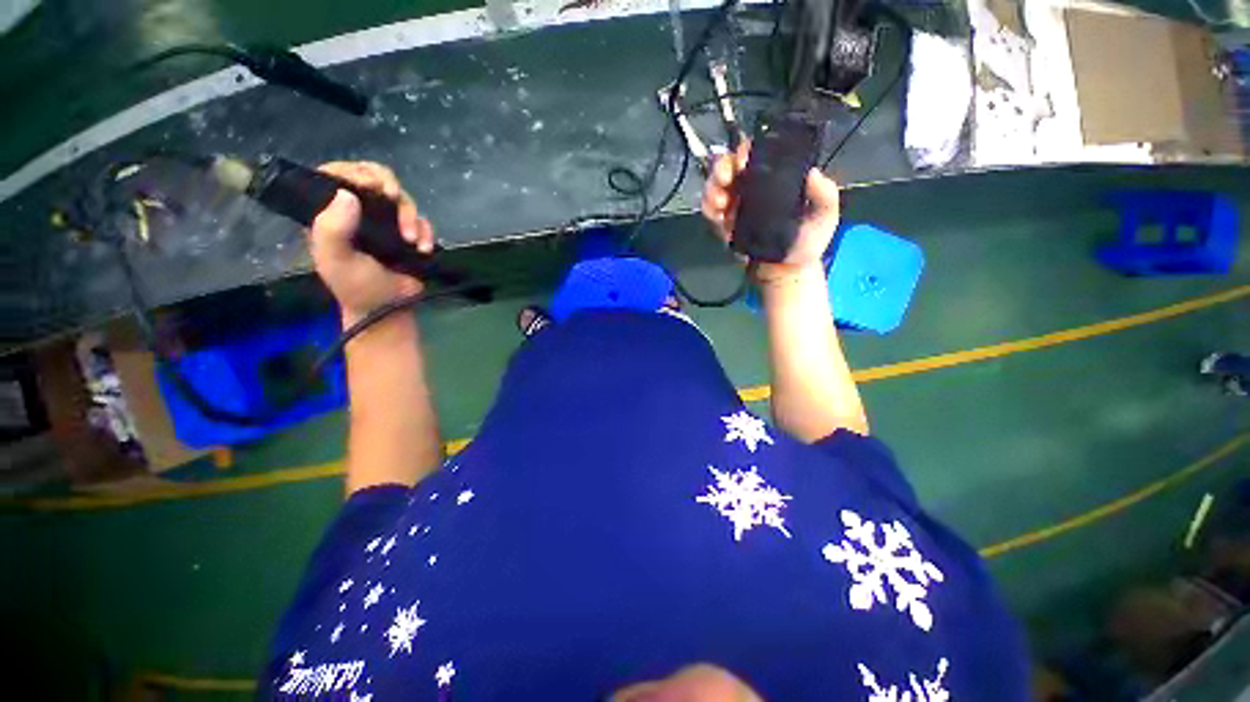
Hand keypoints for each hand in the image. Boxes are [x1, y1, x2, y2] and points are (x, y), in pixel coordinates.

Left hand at [309, 161, 434, 323]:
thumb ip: (332, 228)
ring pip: (402, 199)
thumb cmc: (357, 286)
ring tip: (412, 240)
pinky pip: (422, 220)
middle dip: (388, 187)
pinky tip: (423, 249)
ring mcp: (386, 222)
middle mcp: (358, 212)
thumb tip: (347, 194)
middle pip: (375, 179)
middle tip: (393, 196)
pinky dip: (426, 231)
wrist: (390, 308)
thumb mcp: (336, 259)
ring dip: (410, 215)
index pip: (337, 175)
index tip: (370, 186)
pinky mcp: (410, 233)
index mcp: (331, 213)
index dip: (354, 172)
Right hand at [701, 141, 840, 283]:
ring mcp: (735, 206)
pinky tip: (716, 213)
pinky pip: (710, 211)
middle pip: (729, 167)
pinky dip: (708, 208)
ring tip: (720, 200)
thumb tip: (813, 172)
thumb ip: (824, 195)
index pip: (757, 155)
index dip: (746, 151)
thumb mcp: (825, 217)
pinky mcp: (723, 224)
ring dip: (712, 188)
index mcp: (774, 180)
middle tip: (725, 177)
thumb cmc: (806, 243)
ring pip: (715, 186)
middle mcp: (752, 188)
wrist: (784, 271)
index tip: (744, 158)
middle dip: (722, 167)